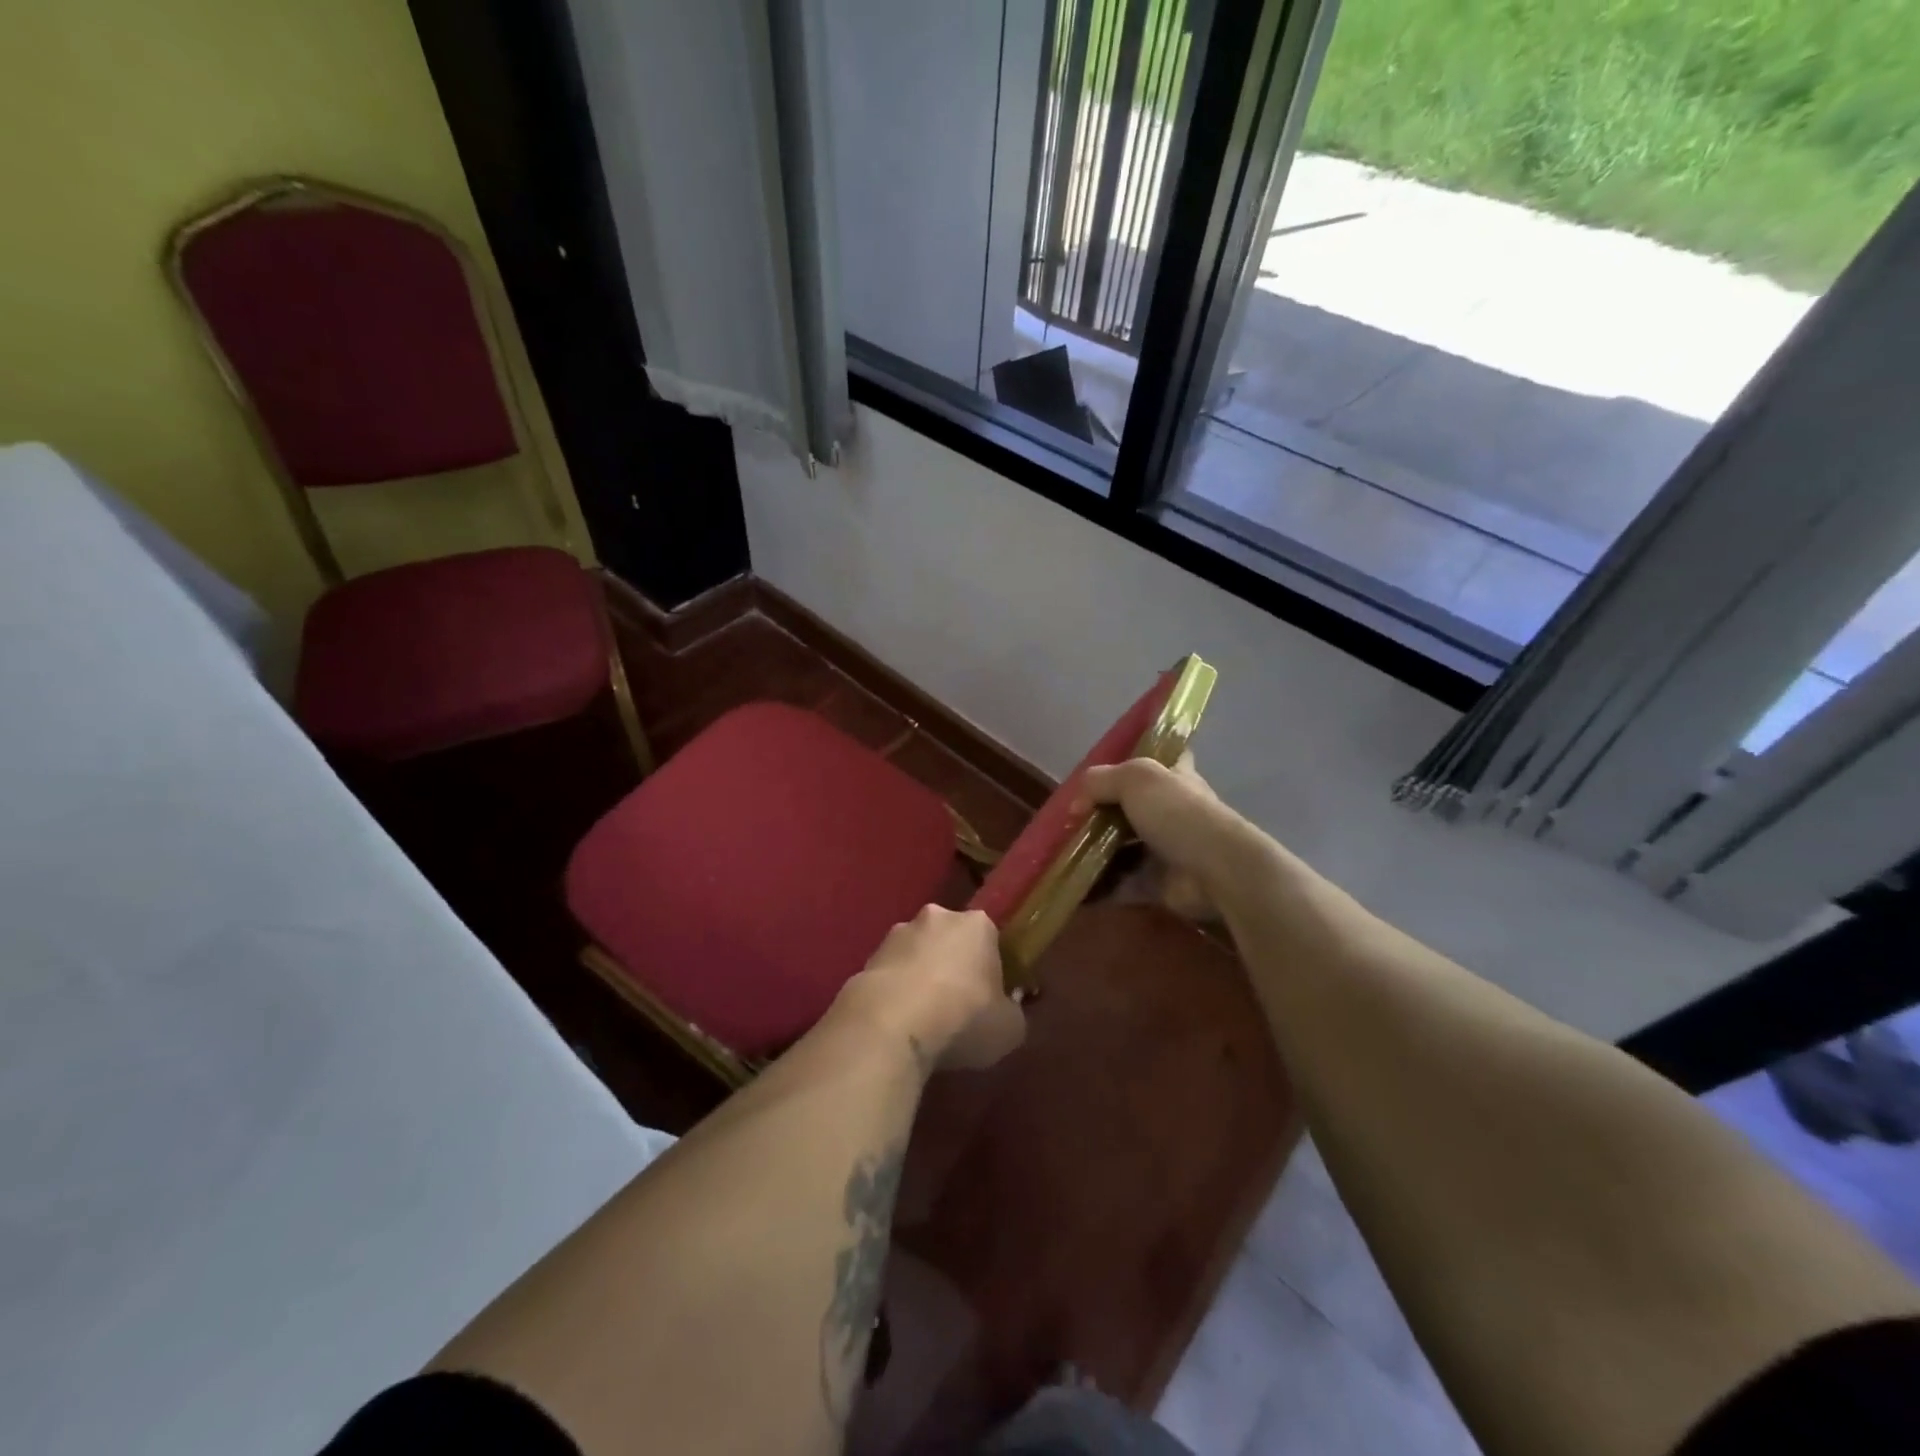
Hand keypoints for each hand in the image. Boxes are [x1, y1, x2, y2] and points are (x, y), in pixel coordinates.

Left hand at [838, 906, 1026, 1073]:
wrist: (891, 1023)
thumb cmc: (964, 1018)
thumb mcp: (1009, 1029)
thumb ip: (1011, 1013)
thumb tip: (1005, 1011)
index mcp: (978, 924)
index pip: (990, 938)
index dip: (990, 967)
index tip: (989, 995)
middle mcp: (937, 917)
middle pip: (950, 940)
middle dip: (952, 965)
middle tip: (956, 1005)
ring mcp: (897, 934)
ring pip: (917, 954)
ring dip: (920, 977)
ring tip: (921, 1018)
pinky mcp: (867, 957)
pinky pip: (891, 974)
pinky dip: (895, 991)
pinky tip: (897, 1021)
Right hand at [1081, 754, 1260, 917]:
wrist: (1216, 870)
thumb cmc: (1177, 813)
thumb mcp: (1134, 778)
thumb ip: (1100, 782)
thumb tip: (1076, 805)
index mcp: (1173, 778)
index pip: (1161, 760)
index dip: (1138, 760)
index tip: (1109, 769)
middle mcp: (1169, 811)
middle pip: (1130, 807)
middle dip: (1099, 814)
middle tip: (1066, 821)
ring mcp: (1164, 849)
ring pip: (1121, 847)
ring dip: (1093, 851)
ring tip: (1061, 854)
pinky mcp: (1156, 883)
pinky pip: (1120, 883)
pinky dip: (1098, 885)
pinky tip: (1072, 884)